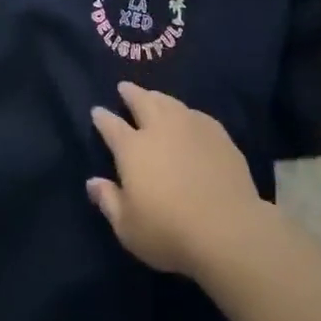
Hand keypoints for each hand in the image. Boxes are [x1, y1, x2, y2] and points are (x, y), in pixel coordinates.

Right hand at [86, 82, 268, 278]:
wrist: (228, 230)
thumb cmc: (170, 232)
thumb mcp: (128, 228)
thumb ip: (109, 201)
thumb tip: (92, 182)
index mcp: (132, 148)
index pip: (111, 126)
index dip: (102, 118)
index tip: (97, 111)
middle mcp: (159, 128)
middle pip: (141, 101)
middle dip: (130, 93)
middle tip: (125, 87)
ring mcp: (190, 127)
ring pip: (169, 102)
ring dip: (157, 97)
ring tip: (153, 96)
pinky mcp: (218, 135)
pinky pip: (196, 115)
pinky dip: (186, 113)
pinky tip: (188, 118)